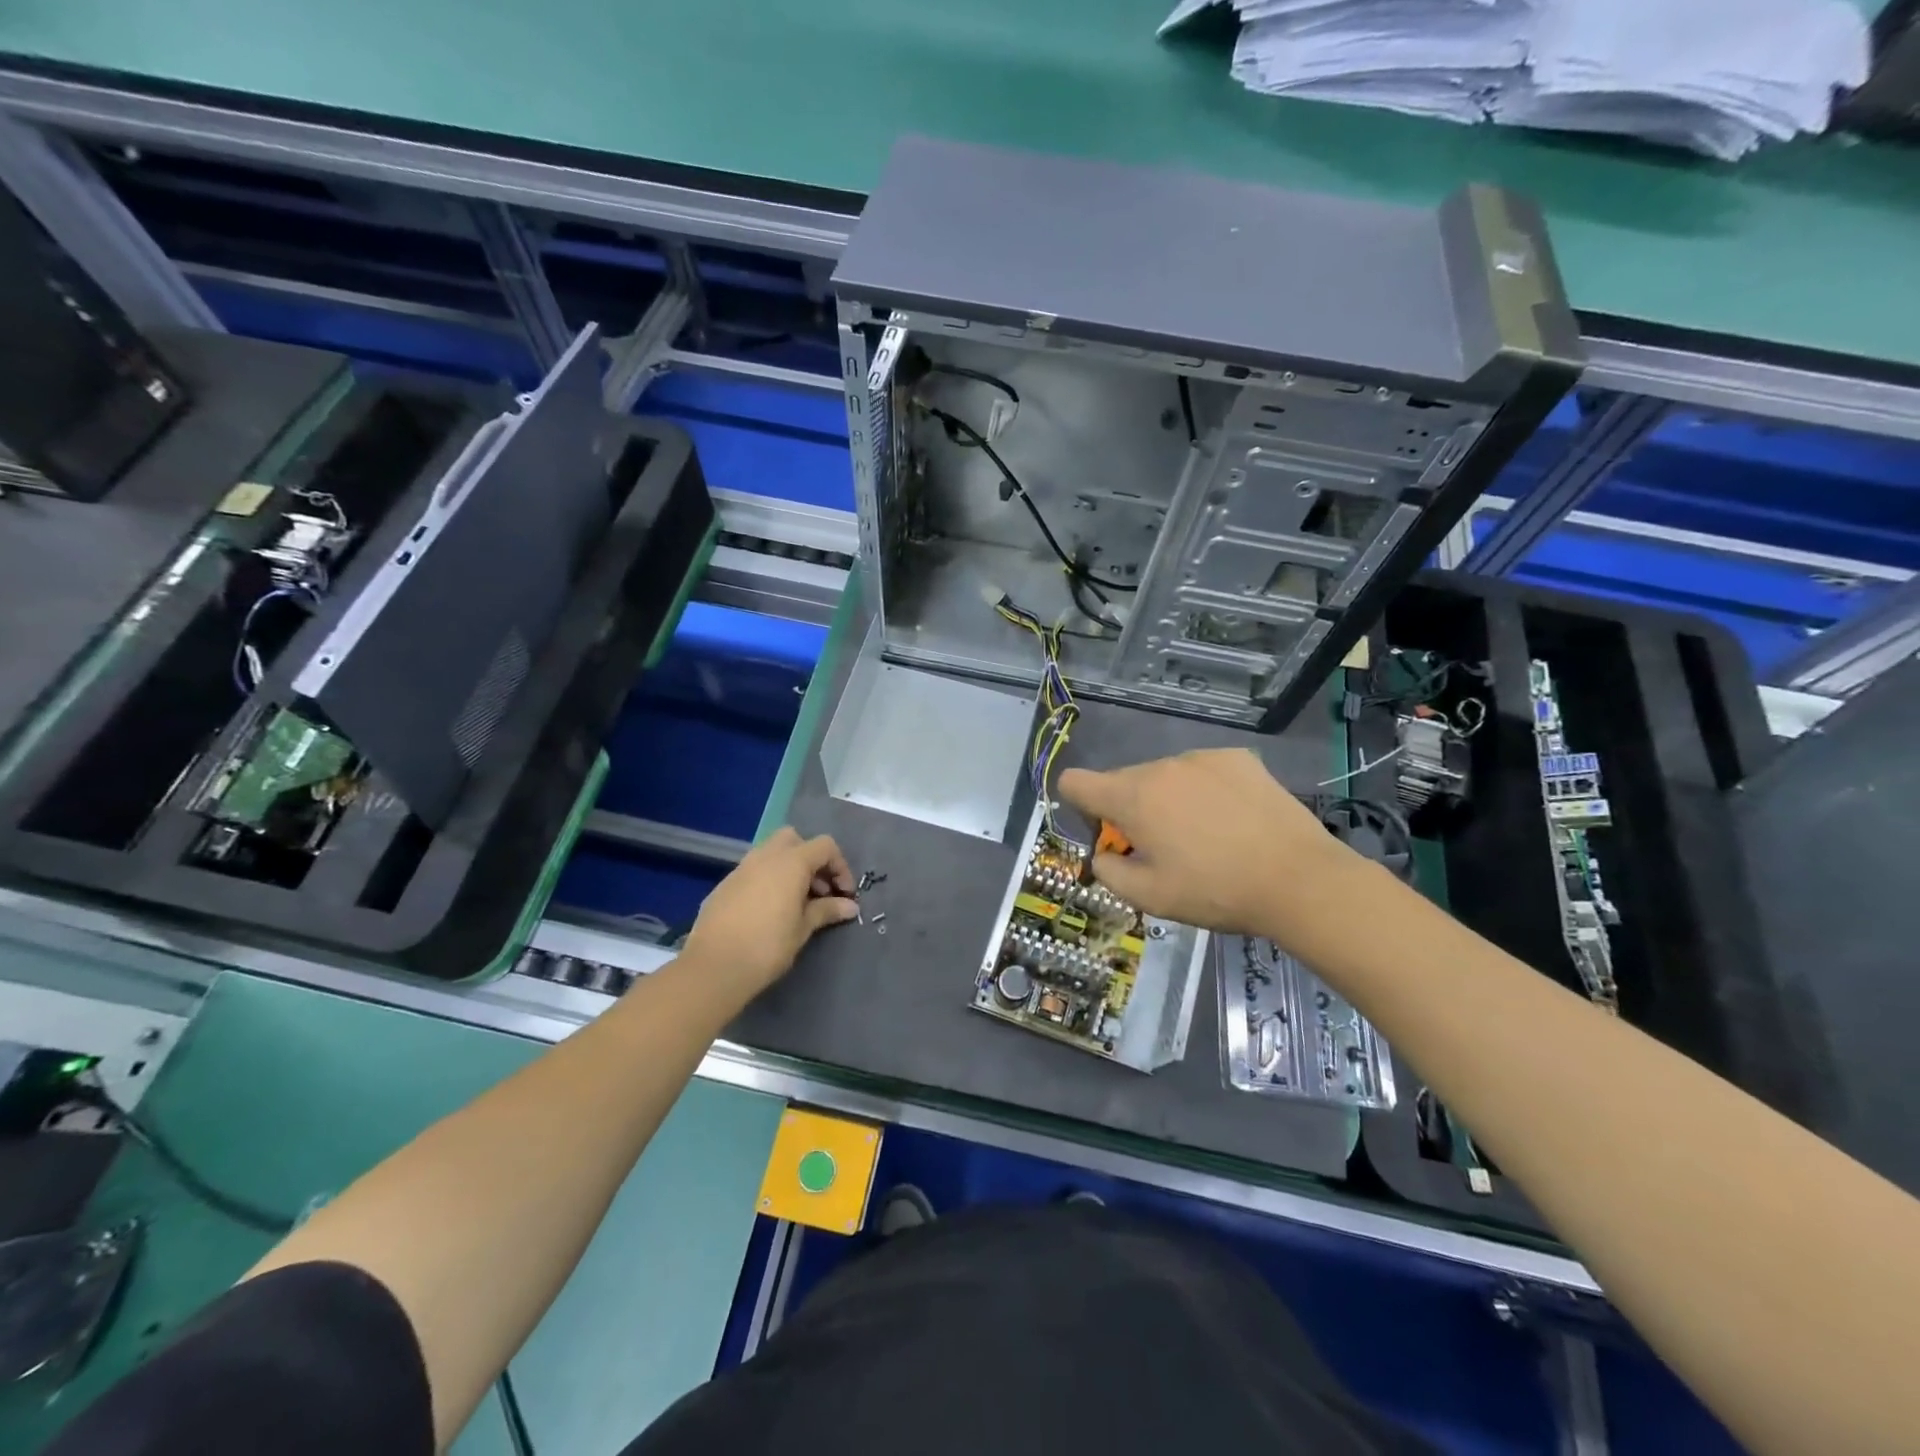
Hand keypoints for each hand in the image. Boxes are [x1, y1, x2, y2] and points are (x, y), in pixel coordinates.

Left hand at [680, 828, 858, 995]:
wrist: (714, 967)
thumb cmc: (768, 946)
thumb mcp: (803, 928)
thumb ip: (827, 910)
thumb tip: (850, 906)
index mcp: (791, 862)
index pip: (825, 846)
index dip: (840, 867)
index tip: (844, 895)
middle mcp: (765, 856)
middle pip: (795, 840)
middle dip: (811, 859)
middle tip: (819, 890)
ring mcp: (741, 868)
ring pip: (771, 853)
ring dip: (789, 869)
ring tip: (796, 902)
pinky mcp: (724, 885)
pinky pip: (753, 872)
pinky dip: (768, 880)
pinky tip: (768, 911)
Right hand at [1058, 749, 1349, 937]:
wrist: (1299, 879)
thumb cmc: (1216, 891)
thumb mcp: (1150, 897)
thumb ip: (1109, 872)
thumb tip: (1104, 853)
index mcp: (1133, 797)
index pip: (1075, 782)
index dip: (1078, 806)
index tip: (1107, 834)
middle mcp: (1161, 766)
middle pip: (1123, 781)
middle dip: (1130, 811)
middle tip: (1163, 849)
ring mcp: (1202, 757)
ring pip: (1164, 776)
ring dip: (1167, 800)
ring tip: (1204, 836)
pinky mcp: (1238, 758)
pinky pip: (1201, 771)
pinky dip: (1203, 790)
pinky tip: (1231, 820)